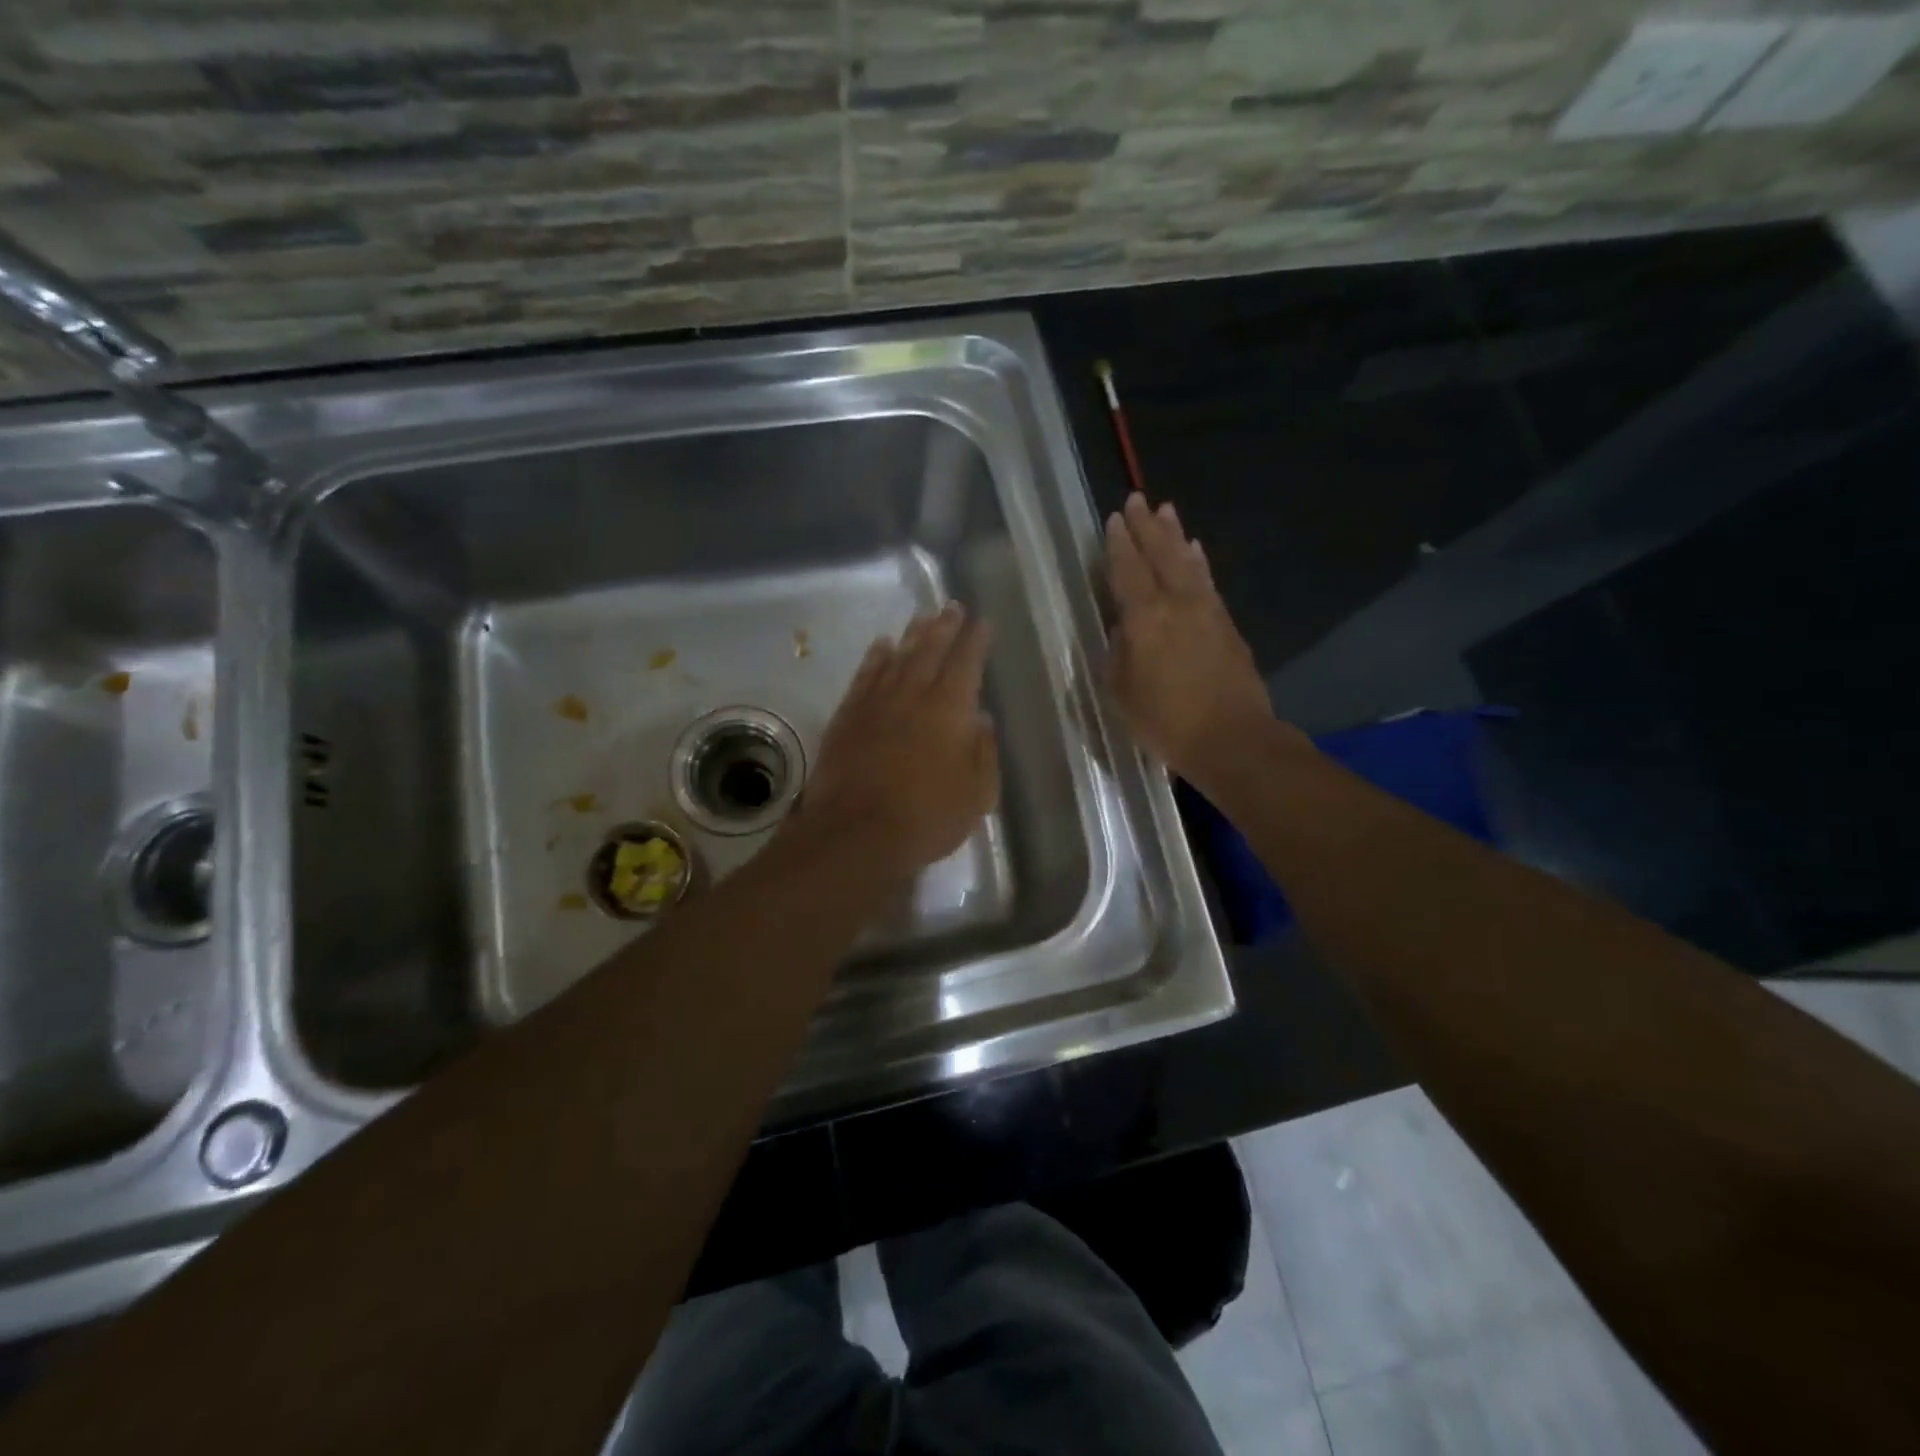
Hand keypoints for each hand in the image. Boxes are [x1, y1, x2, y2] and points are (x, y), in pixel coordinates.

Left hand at [797, 603, 998, 874]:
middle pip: (930, 651)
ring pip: (897, 658)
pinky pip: (864, 677)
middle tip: (951, 606)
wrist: (856, 834)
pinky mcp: (847, 717)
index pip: (966, 664)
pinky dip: (874, 658)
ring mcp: (876, 704)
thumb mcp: (976, 795)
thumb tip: (982, 719)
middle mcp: (913, 696)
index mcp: (949, 711)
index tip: (981, 622)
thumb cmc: (926, 819)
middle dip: (944, 627)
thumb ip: (983, 753)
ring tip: (922, 616)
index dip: (975, 641)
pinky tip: (881, 645)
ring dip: (911, 635)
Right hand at [1105, 493, 1282, 782]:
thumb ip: (1118, 652)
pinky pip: (1207, 581)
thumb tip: (1125, 629)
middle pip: (1160, 555)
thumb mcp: (1120, 691)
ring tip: (1167, 510)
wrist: (1231, 739)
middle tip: (1138, 500)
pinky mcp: (1227, 624)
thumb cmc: (1165, 721)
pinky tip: (1195, 551)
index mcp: (1144, 618)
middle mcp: (1177, 603)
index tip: (1115, 519)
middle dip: (1147, 526)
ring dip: (1175, 535)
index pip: (1127, 570)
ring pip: (1187, 562)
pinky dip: (1198, 562)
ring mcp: (1207, 611)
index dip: (1119, 544)